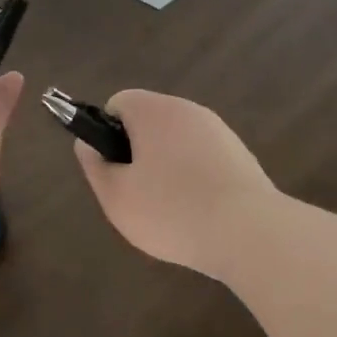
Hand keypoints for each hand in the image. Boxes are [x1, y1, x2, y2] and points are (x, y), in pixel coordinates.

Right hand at [72, 90, 277, 280]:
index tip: (113, 170)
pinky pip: (204, 161)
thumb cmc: (171, 210)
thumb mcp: (117, 196)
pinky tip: (199, 214)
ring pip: (178, 144)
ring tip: (170, 211)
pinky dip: (195, 180)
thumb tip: (87, 143)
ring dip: (167, 168)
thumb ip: (96, 166)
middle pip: (150, 122)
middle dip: (138, 153)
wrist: (249, 232)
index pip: (119, 103)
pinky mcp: (242, 156)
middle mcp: (189, 111)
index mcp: (155, 111)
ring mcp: (220, 132)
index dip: (107, 133)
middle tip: (137, 195)